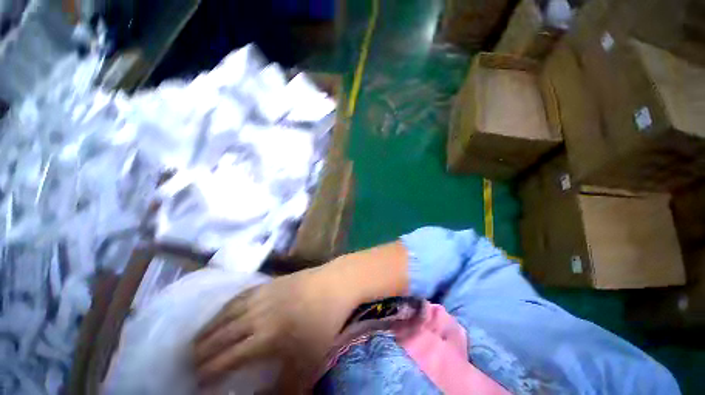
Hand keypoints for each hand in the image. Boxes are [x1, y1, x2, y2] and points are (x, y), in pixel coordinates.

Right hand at [193, 264, 359, 392]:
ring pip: (226, 314)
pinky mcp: (269, 282)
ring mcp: (262, 295)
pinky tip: (222, 312)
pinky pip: (240, 296)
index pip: (226, 360)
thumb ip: (284, 387)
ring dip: (208, 328)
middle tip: (190, 363)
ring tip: (197, 340)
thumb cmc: (324, 322)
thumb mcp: (308, 361)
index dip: (209, 373)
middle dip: (202, 352)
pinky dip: (225, 307)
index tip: (197, 382)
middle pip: (220, 336)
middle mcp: (256, 315)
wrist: (335, 284)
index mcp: (264, 338)